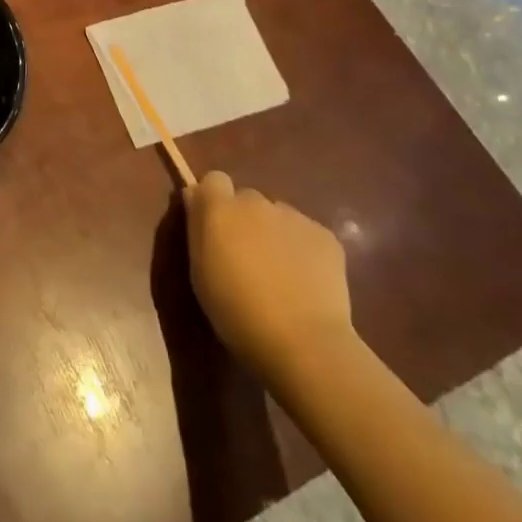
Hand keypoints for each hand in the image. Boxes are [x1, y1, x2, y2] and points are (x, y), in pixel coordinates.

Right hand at [185, 170, 353, 382]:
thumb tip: (196, 199)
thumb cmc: (236, 312)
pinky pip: (306, 234)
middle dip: (245, 220)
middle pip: (247, 199)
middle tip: (247, 257)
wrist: (302, 341)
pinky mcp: (325, 236)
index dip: (213, 200)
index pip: (213, 179)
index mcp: (219, 208)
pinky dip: (303, 250)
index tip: (214, 227)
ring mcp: (294, 216)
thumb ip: (198, 228)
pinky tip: (305, 282)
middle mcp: (256, 202)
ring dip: (274, 234)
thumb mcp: (200, 271)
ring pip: (278, 216)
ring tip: (280, 274)